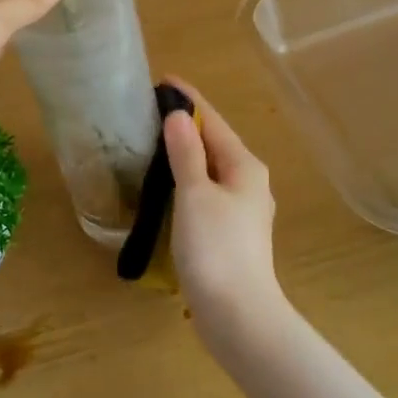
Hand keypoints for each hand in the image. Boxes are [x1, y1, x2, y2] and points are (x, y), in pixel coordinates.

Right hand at [163, 79, 287, 344]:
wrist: (239, 317)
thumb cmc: (216, 248)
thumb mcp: (195, 194)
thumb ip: (186, 153)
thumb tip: (177, 116)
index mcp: (244, 166)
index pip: (213, 120)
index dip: (188, 99)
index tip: (163, 79)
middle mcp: (249, 183)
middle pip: (214, 143)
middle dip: (185, 125)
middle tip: (149, 110)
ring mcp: (242, 211)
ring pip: (210, 169)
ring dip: (185, 153)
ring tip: (152, 142)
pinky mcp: (230, 234)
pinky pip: (206, 192)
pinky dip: (186, 180)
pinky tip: (166, 186)